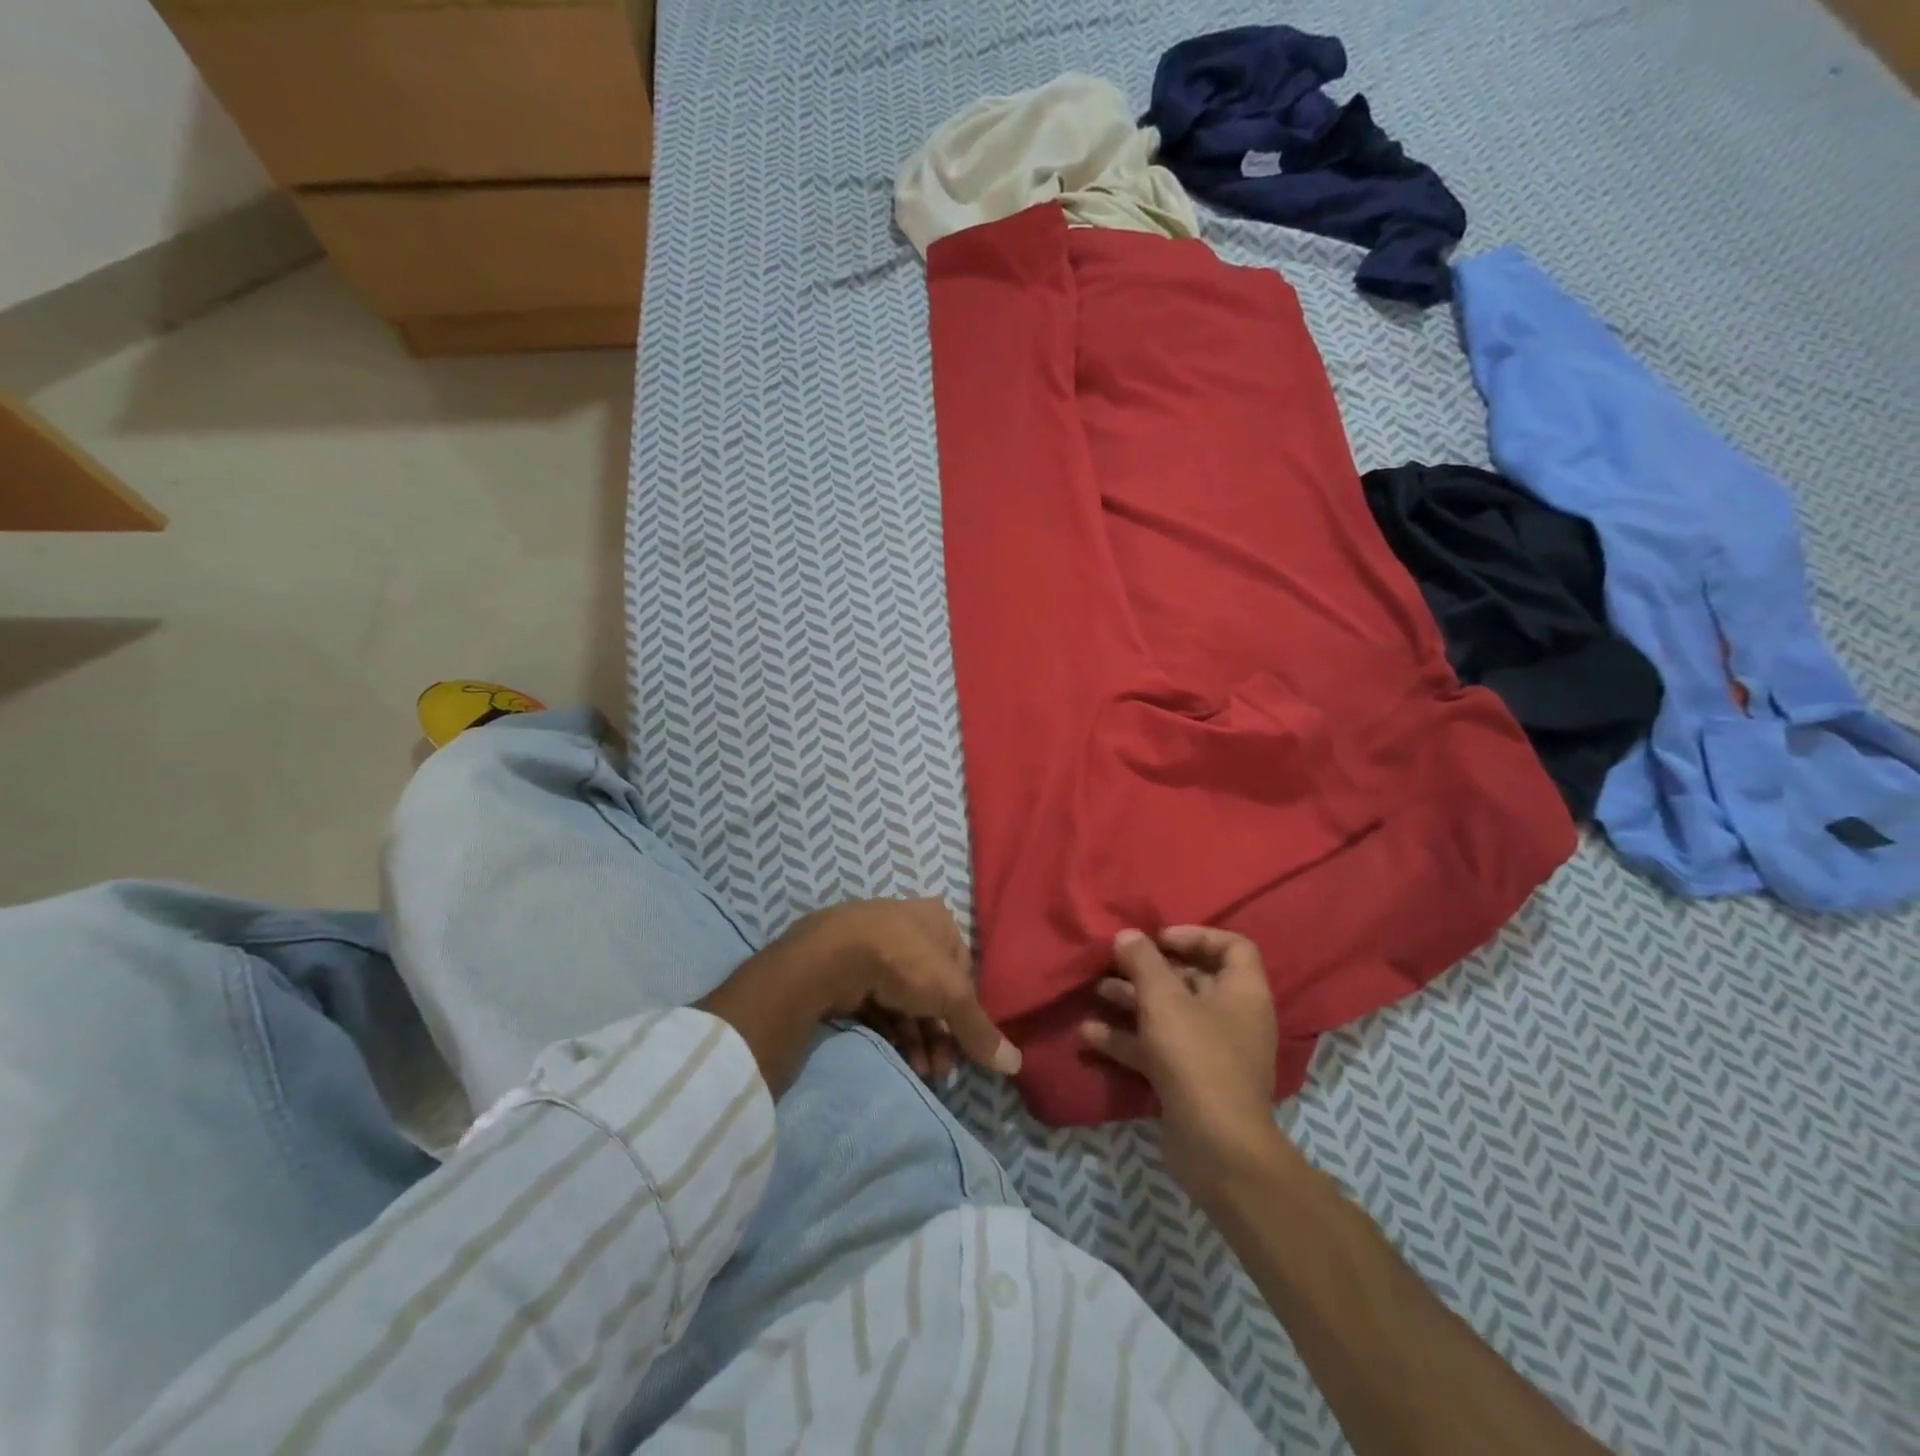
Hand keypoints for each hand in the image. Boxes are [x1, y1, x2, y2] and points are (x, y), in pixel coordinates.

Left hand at [795, 898, 1022, 1076]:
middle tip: (941, 1069)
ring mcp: (875, 945)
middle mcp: (908, 927)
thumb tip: (1016, 1064)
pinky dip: (891, 1030)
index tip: (965, 1046)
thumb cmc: (905, 960)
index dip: (966, 1010)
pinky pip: (878, 1003)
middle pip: (933, 988)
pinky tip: (898, 1058)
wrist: (834, 956)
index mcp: (938, 920)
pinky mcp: (849, 968)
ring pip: (906, 999)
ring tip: (921, 1072)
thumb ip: (979, 1030)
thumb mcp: (951, 995)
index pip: (962, 970)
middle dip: (940, 1033)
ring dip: (918, 1039)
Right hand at [1080, 927, 1282, 1205]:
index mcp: (1242, 992)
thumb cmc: (1197, 1057)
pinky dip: (1127, 1039)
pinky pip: (1157, 1048)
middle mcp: (1231, 1017)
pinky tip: (1090, 1035)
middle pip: (1191, 979)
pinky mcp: (1189, 1081)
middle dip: (1149, 970)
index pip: (1231, 946)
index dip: (1195, 935)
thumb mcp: (1164, 1000)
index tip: (1158, 939)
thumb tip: (1128, 935)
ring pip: (1168, 1014)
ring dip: (1131, 1001)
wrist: (1217, 1148)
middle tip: (1114, 963)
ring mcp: (1211, 1052)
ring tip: (1096, 991)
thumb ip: (1143, 961)